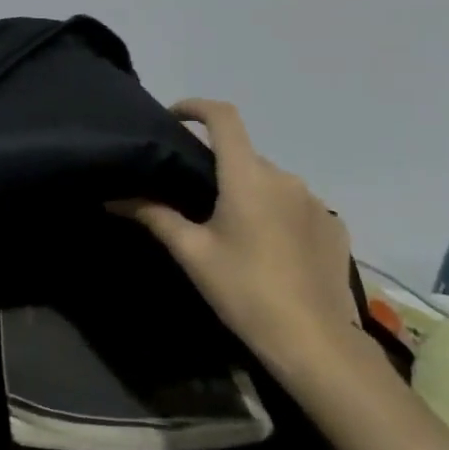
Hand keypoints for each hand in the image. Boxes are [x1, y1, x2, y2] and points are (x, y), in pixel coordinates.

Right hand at [114, 99, 361, 368]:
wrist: (315, 343)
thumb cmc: (244, 290)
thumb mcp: (192, 252)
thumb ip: (154, 215)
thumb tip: (114, 198)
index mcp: (248, 176)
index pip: (223, 118)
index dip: (196, 106)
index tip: (174, 116)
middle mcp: (285, 178)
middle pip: (244, 155)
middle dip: (219, 166)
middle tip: (193, 196)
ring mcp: (315, 202)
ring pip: (270, 182)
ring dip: (248, 191)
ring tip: (231, 228)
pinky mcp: (334, 227)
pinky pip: (296, 205)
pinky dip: (276, 213)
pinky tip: (267, 248)